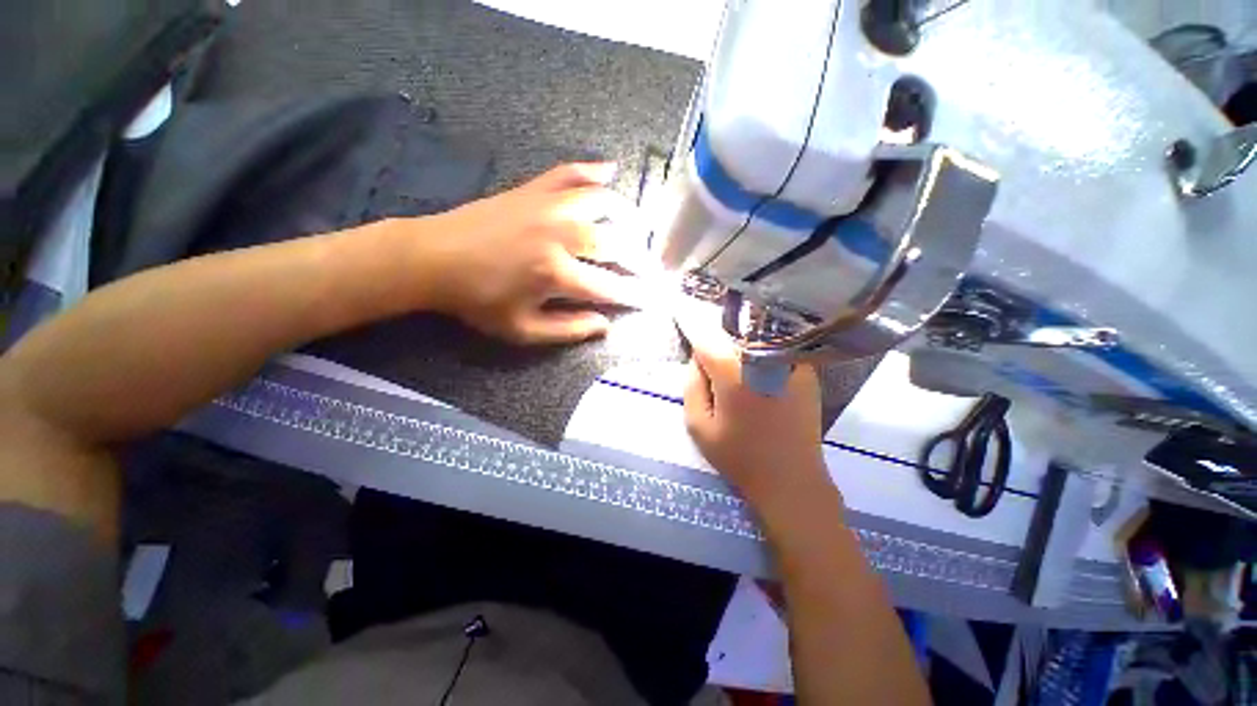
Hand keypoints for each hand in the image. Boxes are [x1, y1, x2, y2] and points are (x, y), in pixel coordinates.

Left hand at [412, 162, 647, 343]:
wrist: (434, 258)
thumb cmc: (478, 300)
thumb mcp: (522, 330)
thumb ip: (568, 329)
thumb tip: (605, 326)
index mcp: (556, 274)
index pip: (610, 287)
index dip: (635, 295)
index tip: (652, 299)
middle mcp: (560, 235)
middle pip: (615, 243)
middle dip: (640, 259)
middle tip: (651, 268)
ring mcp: (547, 207)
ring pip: (601, 202)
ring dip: (627, 214)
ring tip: (640, 228)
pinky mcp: (533, 190)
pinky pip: (569, 173)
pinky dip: (593, 170)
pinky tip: (610, 171)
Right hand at [677, 300, 833, 513]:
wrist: (791, 480)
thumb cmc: (739, 456)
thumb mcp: (698, 426)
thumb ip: (691, 386)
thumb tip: (697, 359)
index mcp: (732, 372)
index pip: (705, 337)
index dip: (691, 327)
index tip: (681, 315)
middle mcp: (761, 358)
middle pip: (731, 332)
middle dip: (715, 334)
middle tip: (710, 341)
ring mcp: (788, 362)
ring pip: (755, 335)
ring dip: (738, 336)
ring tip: (731, 347)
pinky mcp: (806, 370)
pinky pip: (777, 347)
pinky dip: (762, 345)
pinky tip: (756, 359)